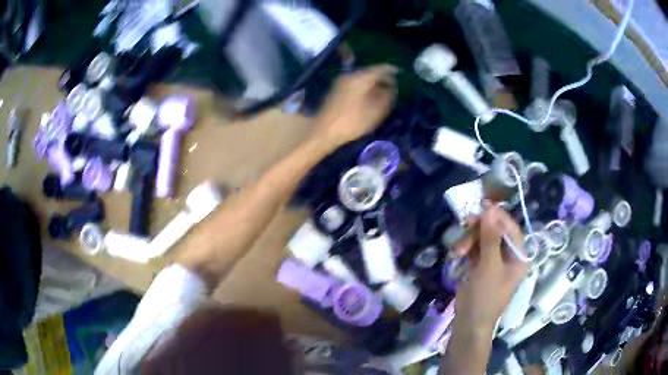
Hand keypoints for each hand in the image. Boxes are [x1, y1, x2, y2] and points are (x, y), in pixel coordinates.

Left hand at [311, 64, 397, 147]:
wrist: (323, 131)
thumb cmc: (351, 122)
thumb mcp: (375, 112)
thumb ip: (386, 97)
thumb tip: (391, 88)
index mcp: (360, 78)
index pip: (379, 69)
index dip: (390, 70)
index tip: (399, 71)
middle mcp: (349, 76)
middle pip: (369, 72)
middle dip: (381, 77)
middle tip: (393, 84)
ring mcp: (341, 82)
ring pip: (361, 78)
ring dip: (372, 83)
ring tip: (383, 90)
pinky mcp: (336, 90)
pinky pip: (355, 83)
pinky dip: (364, 87)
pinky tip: (369, 96)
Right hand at [452, 205, 529, 330]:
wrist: (470, 322)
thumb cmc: (486, 296)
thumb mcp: (489, 266)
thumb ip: (490, 237)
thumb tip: (490, 209)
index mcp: (519, 255)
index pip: (511, 228)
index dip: (498, 216)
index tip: (481, 206)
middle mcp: (509, 254)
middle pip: (495, 230)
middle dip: (478, 230)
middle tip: (464, 225)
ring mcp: (493, 259)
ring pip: (481, 237)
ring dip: (468, 240)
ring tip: (456, 251)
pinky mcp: (480, 264)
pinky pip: (473, 247)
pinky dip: (464, 248)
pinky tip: (455, 255)